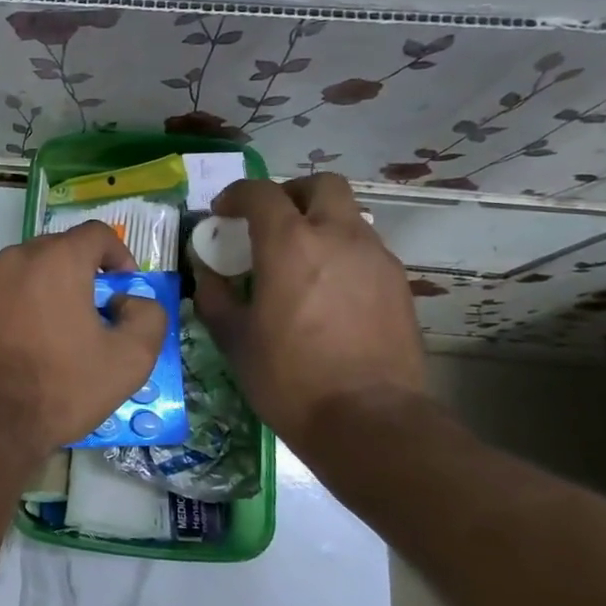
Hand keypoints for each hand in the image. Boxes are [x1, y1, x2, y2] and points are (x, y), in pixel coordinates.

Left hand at [0, 221, 170, 452]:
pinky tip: (18, 341)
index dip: (118, 255)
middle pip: (57, 250)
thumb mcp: (130, 359)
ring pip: (23, 271)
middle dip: (80, 273)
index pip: (97, 234)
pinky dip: (12, 305)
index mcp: (57, 260)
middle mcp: (15, 259)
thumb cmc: (62, 387)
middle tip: (92, 313)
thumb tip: (128, 302)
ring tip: (52, 331)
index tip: (123, 287)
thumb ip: (148, 316)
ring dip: (44, 289)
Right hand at [192, 175, 427, 453]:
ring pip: (347, 216)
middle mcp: (338, 237)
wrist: (369, 420)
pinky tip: (325, 291)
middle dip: (289, 194)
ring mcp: (375, 258)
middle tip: (268, 222)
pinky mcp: (398, 284)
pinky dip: (340, 252)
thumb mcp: (234, 338)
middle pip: (320, 185)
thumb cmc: (289, 377)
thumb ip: (215, 294)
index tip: (221, 214)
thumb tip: (207, 271)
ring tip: (297, 262)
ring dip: (318, 223)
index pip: (261, 193)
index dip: (236, 196)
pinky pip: (364, 248)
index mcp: (290, 244)